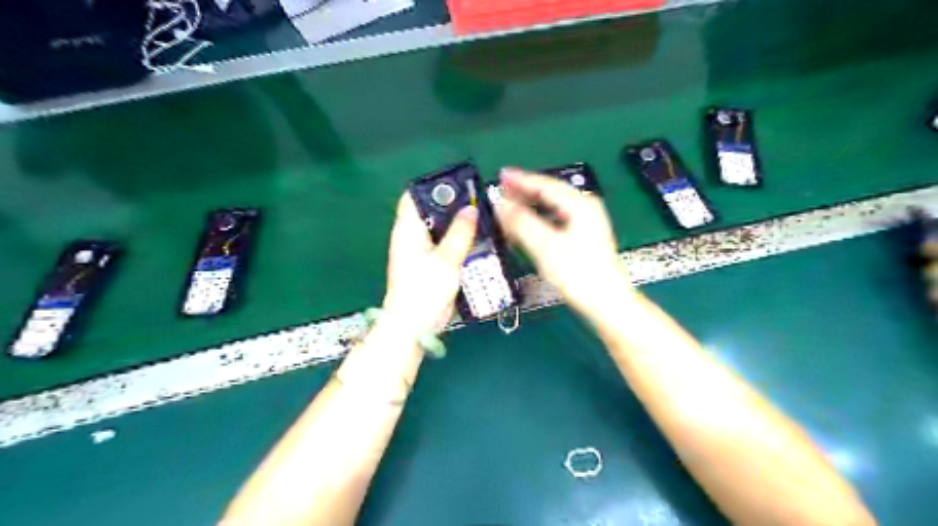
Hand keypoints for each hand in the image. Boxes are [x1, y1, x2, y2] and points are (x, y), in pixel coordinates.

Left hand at [380, 196, 475, 335]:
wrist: (416, 325)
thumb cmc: (424, 290)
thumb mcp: (446, 259)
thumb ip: (460, 233)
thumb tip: (471, 209)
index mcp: (408, 230)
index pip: (415, 197)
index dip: (435, 187)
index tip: (460, 184)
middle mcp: (413, 237)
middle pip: (433, 212)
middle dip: (455, 206)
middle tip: (480, 202)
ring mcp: (423, 251)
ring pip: (443, 229)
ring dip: (461, 225)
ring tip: (484, 218)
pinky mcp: (434, 265)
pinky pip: (449, 246)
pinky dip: (462, 242)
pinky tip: (479, 241)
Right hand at [494, 169, 633, 315]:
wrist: (605, 301)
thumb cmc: (579, 273)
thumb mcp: (545, 245)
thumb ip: (521, 222)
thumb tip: (501, 204)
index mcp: (580, 205)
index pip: (545, 185)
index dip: (521, 180)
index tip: (501, 175)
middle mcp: (585, 208)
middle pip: (550, 193)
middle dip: (524, 192)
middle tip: (502, 189)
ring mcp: (586, 223)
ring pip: (552, 207)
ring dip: (530, 206)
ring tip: (510, 206)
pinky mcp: (583, 237)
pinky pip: (556, 220)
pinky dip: (539, 220)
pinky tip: (526, 227)